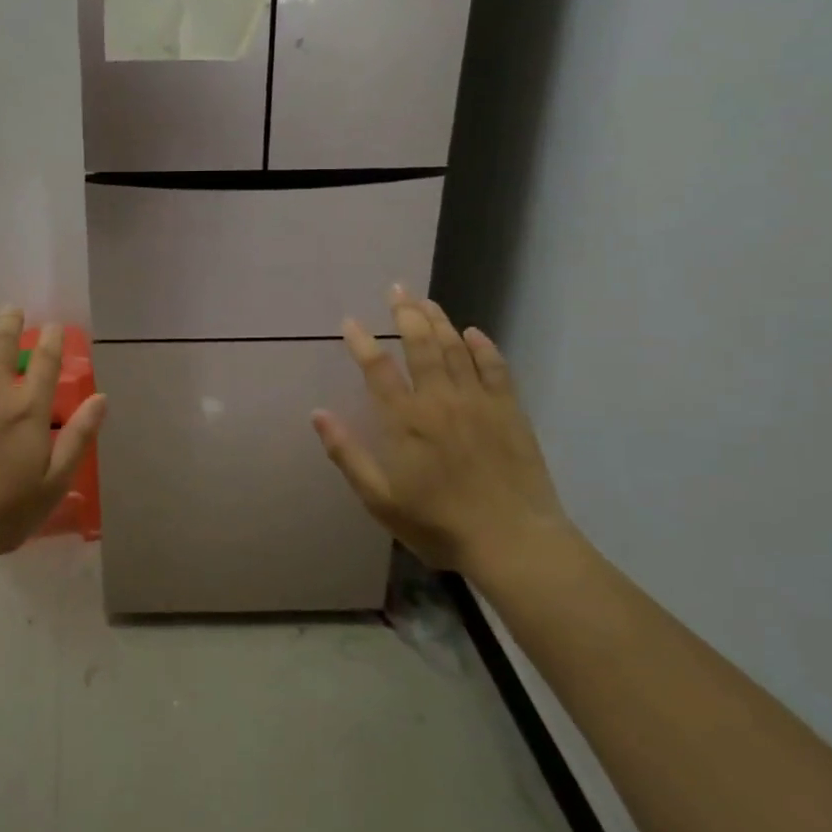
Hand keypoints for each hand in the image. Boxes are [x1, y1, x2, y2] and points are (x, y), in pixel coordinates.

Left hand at [0, 307, 106, 562]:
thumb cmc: (1, 512)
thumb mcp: (53, 483)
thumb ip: (78, 437)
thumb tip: (102, 398)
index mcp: (28, 408)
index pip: (46, 360)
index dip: (52, 338)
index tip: (54, 326)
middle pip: (4, 341)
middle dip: (11, 320)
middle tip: (13, 311)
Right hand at [312, 286, 569, 580]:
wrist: (513, 542)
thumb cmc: (438, 524)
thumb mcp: (380, 498)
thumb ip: (347, 454)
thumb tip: (317, 414)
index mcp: (405, 420)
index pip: (378, 368)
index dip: (362, 341)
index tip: (351, 321)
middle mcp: (440, 400)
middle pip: (420, 345)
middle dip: (406, 313)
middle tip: (397, 289)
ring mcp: (478, 402)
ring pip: (455, 348)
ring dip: (439, 321)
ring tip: (425, 300)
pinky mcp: (509, 411)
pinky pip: (496, 368)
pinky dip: (483, 347)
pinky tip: (473, 332)